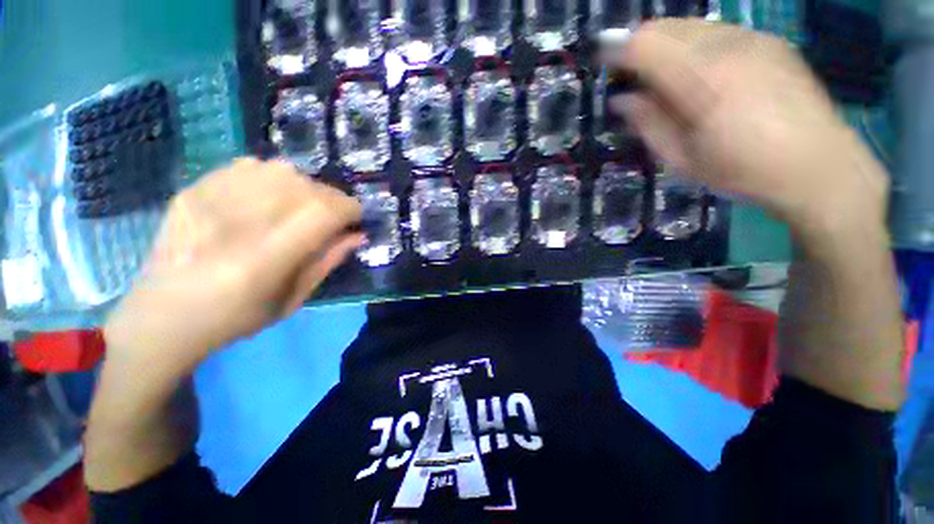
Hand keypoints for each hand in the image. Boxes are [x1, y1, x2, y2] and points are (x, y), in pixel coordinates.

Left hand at [103, 158, 362, 374]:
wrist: (162, 314)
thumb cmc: (236, 317)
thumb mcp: (294, 298)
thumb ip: (328, 261)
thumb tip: (358, 234)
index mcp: (265, 257)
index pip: (324, 211)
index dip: (350, 210)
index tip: (356, 221)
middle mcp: (239, 220)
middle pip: (307, 186)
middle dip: (332, 200)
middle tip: (331, 219)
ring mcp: (211, 198)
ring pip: (282, 170)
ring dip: (305, 188)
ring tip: (301, 207)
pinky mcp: (195, 187)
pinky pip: (250, 166)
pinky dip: (273, 178)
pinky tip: (268, 198)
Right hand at [607, 19, 888, 241]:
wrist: (817, 165)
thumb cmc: (742, 170)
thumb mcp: (681, 158)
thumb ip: (648, 123)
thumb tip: (622, 99)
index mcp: (702, 80)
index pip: (644, 44)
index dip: (617, 52)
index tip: (604, 66)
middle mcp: (726, 46)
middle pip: (664, 26)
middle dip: (639, 48)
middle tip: (634, 80)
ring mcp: (751, 38)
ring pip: (690, 25)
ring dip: (668, 47)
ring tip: (667, 80)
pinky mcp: (768, 40)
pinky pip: (717, 31)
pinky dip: (696, 46)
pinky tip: (703, 75)